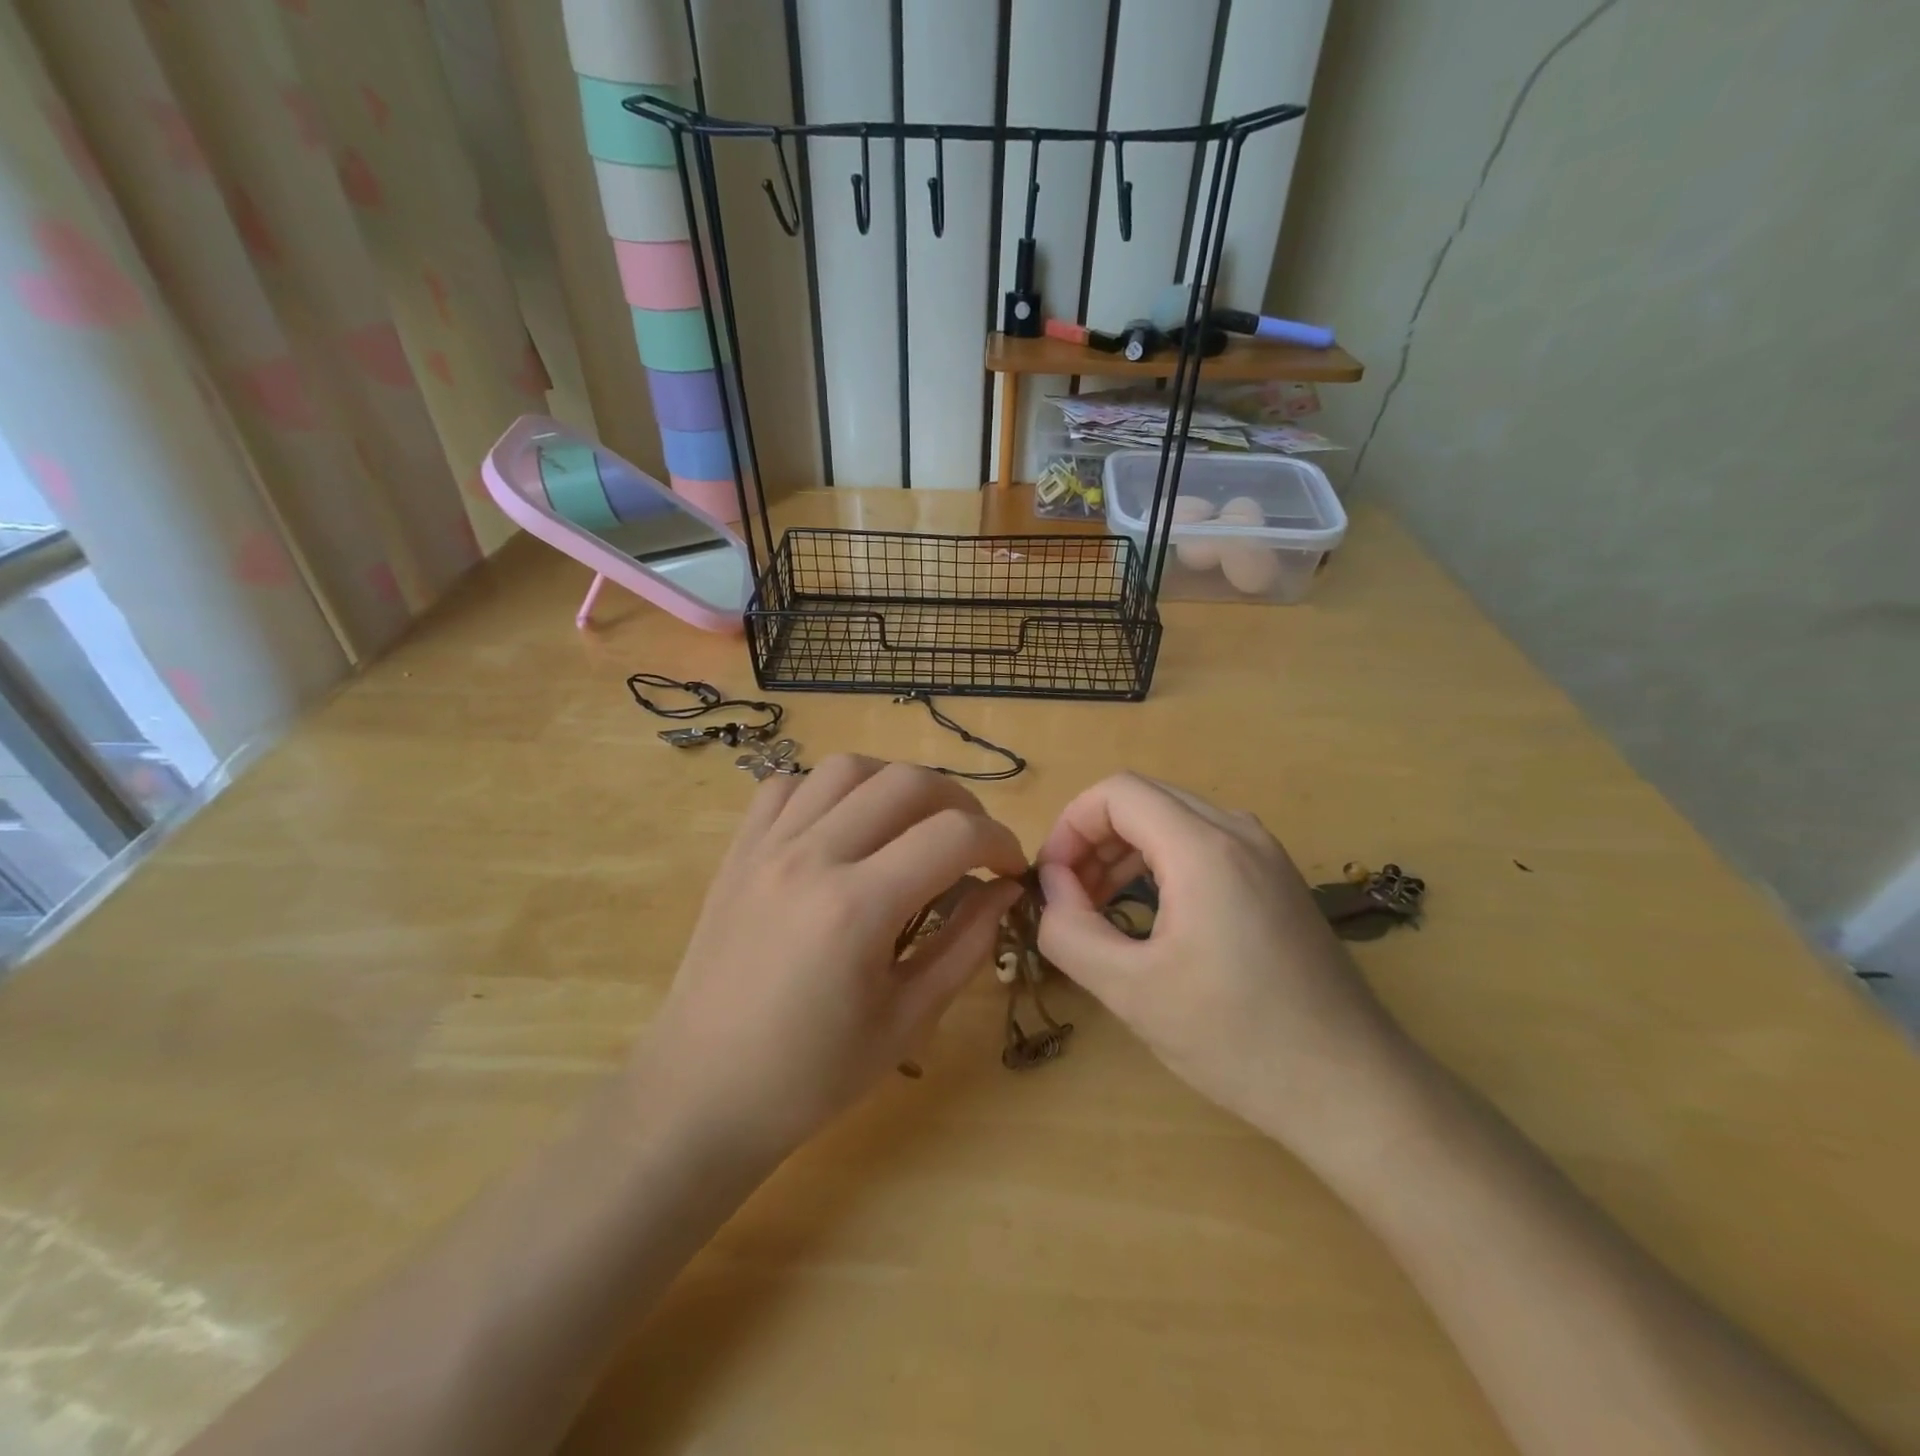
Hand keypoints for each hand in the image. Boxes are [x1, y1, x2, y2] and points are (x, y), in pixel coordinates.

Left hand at [636, 756, 1027, 1167]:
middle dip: (959, 802)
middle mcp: (811, 858)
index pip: (953, 835)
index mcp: (857, 908)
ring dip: (896, 784)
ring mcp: (767, 847)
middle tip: (973, 844)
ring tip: (913, 823)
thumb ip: (967, 945)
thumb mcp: (907, 1020)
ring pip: (846, 769)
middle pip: (905, 782)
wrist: (701, 1093)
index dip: (999, 842)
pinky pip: (787, 786)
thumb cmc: (812, 1075)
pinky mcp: (738, 852)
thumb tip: (1005, 889)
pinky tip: (844, 826)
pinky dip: (829, 790)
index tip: (1010, 869)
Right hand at [1034, 774, 1410, 1158]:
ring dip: (1126, 851)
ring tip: (1100, 907)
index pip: (1116, 793)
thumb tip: (1052, 889)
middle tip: (1069, 898)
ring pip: (1175, 820)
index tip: (1051, 881)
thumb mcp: (1131, 990)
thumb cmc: (1237, 1039)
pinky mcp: (1279, 881)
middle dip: (1093, 839)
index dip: (1070, 826)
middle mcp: (1239, 832)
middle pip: (1145, 800)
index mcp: (1204, 847)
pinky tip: (1152, 913)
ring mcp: (1267, 855)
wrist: (1354, 1089)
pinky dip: (1163, 863)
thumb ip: (1070, 930)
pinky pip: (1205, 845)